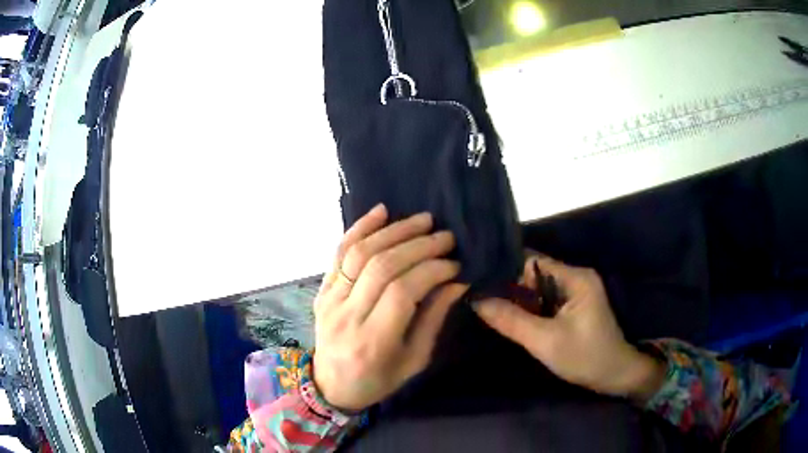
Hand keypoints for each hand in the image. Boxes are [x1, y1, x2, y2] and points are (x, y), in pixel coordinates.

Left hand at [313, 204, 467, 411]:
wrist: (330, 385)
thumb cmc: (378, 379)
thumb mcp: (414, 360)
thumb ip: (433, 319)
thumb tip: (456, 282)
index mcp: (373, 341)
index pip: (403, 291)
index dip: (432, 270)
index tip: (456, 263)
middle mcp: (347, 316)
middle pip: (382, 267)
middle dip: (419, 245)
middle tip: (446, 236)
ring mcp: (329, 299)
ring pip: (360, 253)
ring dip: (394, 231)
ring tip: (422, 220)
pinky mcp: (322, 290)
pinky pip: (339, 252)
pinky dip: (360, 228)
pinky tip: (381, 211)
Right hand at [474, 254, 664, 401]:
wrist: (615, 376)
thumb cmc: (585, 357)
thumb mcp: (545, 341)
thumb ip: (511, 320)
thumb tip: (477, 301)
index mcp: (576, 277)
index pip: (533, 261)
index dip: (506, 268)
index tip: (479, 278)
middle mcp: (577, 277)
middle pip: (535, 273)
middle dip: (510, 285)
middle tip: (479, 294)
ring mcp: (577, 292)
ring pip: (539, 288)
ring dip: (519, 298)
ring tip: (487, 303)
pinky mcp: (575, 307)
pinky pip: (546, 300)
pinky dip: (530, 307)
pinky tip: (511, 315)